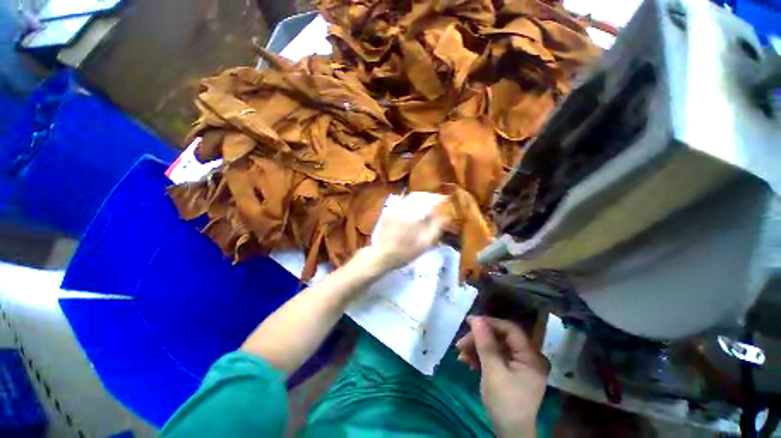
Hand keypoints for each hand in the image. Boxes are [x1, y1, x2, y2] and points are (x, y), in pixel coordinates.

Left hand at [363, 194, 446, 272]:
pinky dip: (410, 201)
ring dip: (420, 198)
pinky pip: (402, 201)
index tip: (446, 200)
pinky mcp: (388, 210)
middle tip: (437, 202)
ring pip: (410, 197)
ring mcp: (394, 207)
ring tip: (427, 204)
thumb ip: (436, 228)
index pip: (430, 200)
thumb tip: (445, 216)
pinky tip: (413, 208)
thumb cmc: (405, 252)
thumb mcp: (425, 244)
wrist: (381, 255)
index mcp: (415, 214)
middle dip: (430, 197)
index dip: (439, 199)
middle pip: (420, 195)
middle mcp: (404, 207)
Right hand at [456, 316, 549, 436]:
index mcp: (530, 356)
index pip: (510, 329)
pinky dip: (480, 358)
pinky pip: (494, 358)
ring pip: (495, 347)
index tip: (469, 322)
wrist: (510, 434)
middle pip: (500, 338)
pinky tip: (466, 362)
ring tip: (460, 354)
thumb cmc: (505, 402)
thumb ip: (485, 344)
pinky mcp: (509, 372)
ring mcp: (518, 365)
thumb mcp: (493, 371)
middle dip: (479, 339)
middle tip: (460, 343)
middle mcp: (527, 357)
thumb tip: (476, 319)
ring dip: (476, 348)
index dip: (489, 323)